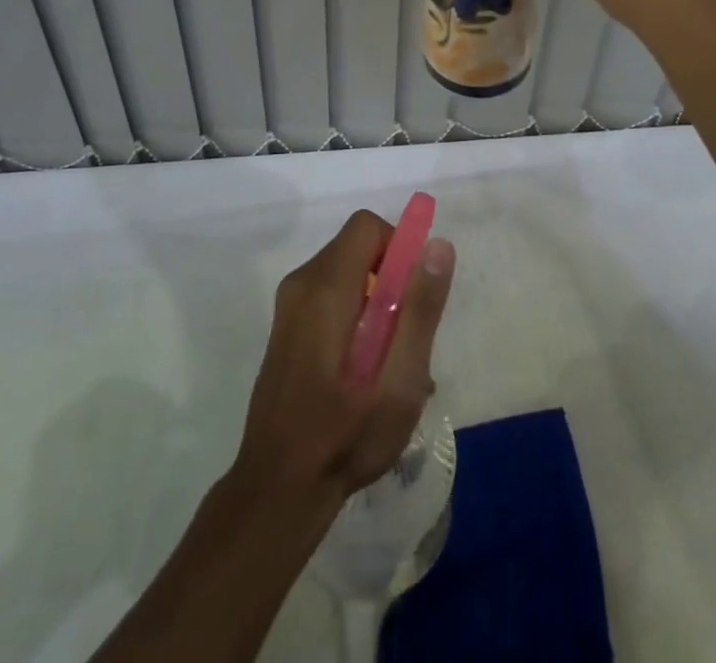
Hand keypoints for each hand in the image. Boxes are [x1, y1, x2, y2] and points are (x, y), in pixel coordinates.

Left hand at [229, 210, 455, 515]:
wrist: (277, 489)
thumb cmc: (345, 437)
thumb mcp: (398, 380)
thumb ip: (419, 310)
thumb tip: (438, 245)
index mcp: (326, 288)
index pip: (367, 226)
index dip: (399, 247)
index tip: (413, 297)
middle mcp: (301, 283)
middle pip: (358, 247)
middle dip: (391, 279)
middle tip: (405, 339)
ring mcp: (289, 305)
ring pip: (347, 272)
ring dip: (377, 302)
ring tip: (390, 365)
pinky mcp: (287, 326)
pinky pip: (331, 295)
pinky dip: (356, 315)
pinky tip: (366, 372)